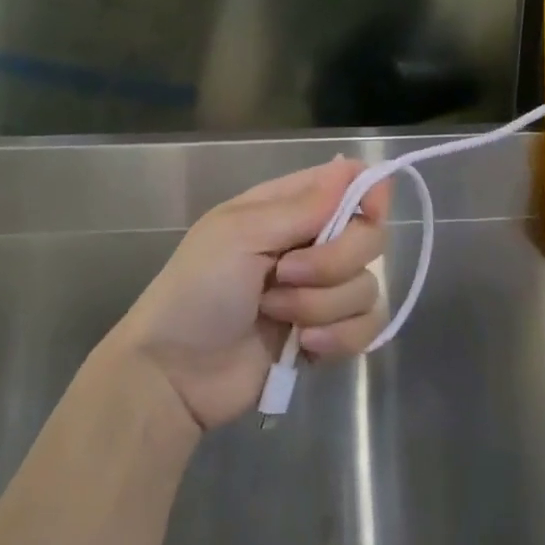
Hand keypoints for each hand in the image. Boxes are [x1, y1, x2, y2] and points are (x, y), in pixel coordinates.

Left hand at [110, 159, 390, 431]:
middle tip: (286, 275)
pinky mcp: (327, 334)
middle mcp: (311, 243)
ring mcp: (321, 291)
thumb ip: (301, 206)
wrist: (174, 374)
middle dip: (334, 261)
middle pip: (369, 237)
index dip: (369, 192)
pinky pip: (366, 328)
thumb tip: (350, 169)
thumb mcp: (239, 235)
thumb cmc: (197, 291)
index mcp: (287, 208)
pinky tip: (306, 347)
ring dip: (322, 305)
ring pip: (367, 286)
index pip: (350, 182)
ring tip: (276, 314)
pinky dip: (339, 338)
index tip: (370, 212)